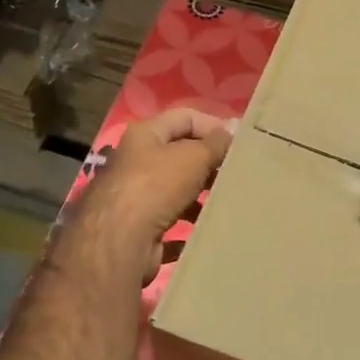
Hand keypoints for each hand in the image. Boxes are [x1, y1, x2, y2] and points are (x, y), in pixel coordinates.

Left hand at [65, 108, 234, 283]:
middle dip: (208, 163)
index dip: (213, 126)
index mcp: (145, 135)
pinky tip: (209, 231)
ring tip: (228, 203)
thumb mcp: (193, 157)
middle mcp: (136, 162)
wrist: (120, 242)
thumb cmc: (156, 187)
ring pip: (176, 191)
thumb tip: (235, 127)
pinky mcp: (139, 229)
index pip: (185, 117)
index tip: (240, 143)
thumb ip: (216, 143)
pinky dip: (189, 227)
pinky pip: (171, 224)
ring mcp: (135, 197)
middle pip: (180, 155)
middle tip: (237, 175)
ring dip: (201, 197)